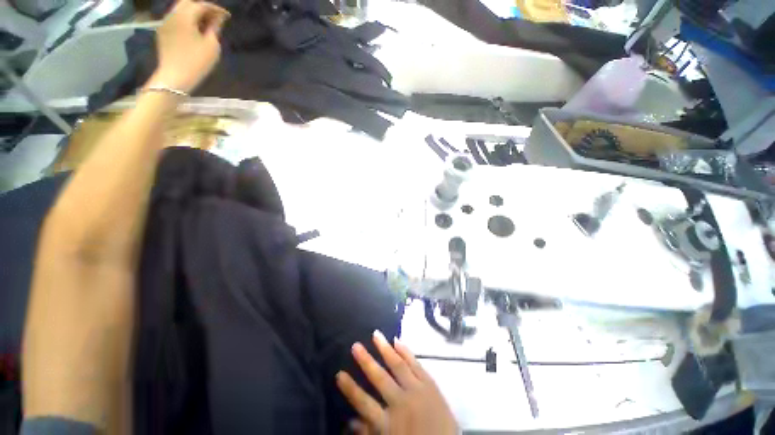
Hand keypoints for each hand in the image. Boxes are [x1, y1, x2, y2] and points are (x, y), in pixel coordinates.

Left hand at [148, 0, 229, 92]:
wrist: (174, 77)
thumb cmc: (196, 62)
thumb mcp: (211, 46)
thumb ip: (214, 28)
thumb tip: (217, 19)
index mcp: (185, 16)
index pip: (202, 5)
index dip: (216, 9)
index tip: (227, 17)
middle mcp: (173, 14)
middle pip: (188, 3)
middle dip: (203, 7)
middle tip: (215, 17)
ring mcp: (165, 22)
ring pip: (180, 9)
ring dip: (193, 12)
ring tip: (206, 23)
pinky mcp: (163, 31)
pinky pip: (175, 18)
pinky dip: (186, 19)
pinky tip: (194, 28)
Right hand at [336, 331, 457, 434]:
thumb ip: (370, 433)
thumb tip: (350, 421)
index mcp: (390, 423)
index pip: (364, 403)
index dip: (351, 389)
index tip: (339, 374)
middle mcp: (401, 402)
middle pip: (380, 378)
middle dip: (366, 361)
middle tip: (355, 345)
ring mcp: (417, 390)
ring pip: (398, 365)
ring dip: (385, 349)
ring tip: (375, 335)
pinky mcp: (430, 383)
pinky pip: (416, 364)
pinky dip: (406, 351)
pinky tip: (397, 341)